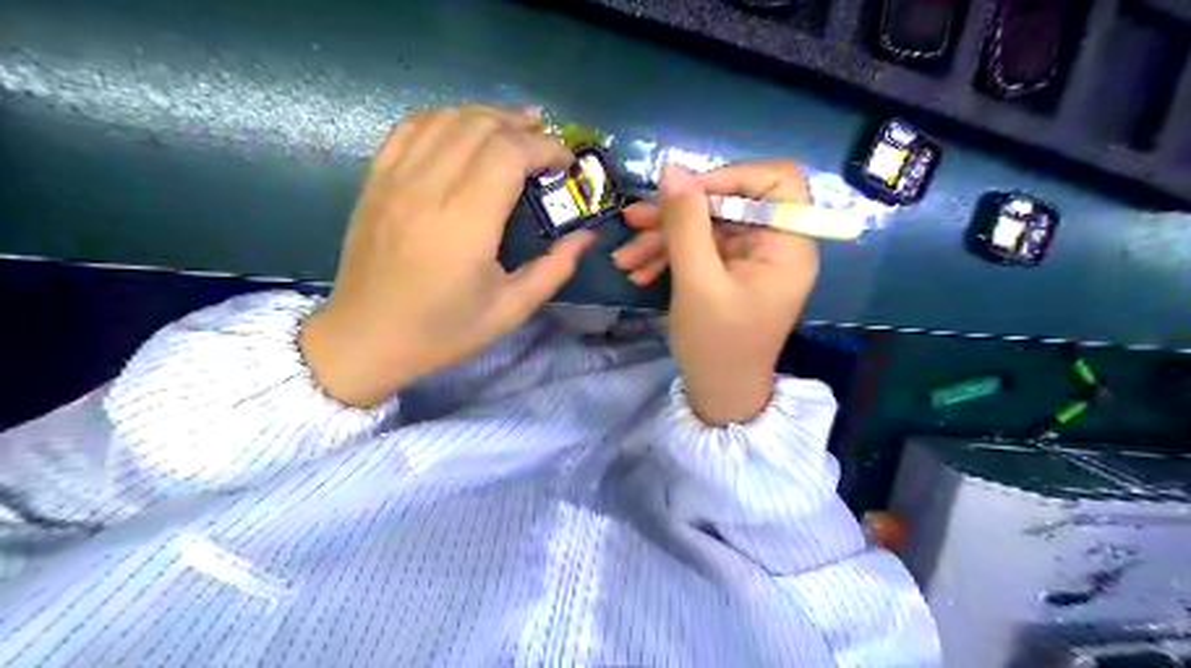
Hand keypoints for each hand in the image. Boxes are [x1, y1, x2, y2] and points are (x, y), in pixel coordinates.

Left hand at [299, 105, 594, 407]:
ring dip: (486, 115)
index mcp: (465, 223)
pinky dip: (445, 118)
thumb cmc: (442, 330)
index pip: (508, 153)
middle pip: (479, 126)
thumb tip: (586, 236)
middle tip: (547, 141)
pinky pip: (411, 128)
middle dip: (521, 125)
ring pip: (446, 118)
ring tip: (514, 128)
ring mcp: (395, 179)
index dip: (545, 147)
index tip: (566, 163)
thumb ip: (554, 269)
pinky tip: (464, 129)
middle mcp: (428, 188)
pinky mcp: (375, 179)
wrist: (365, 337)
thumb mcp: (510, 310)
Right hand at [614, 159, 819, 424]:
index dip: (730, 176)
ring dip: (664, 237)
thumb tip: (671, 169)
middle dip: (678, 213)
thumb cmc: (716, 344)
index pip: (775, 180)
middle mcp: (776, 244)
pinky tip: (639, 270)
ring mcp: (753, 258)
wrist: (719, 393)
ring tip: (625, 257)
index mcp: (788, 244)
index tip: (684, 193)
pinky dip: (671, 255)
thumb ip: (685, 223)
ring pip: (708, 226)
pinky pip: (702, 248)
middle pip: (730, 203)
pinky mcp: (732, 270)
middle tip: (632, 221)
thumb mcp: (697, 282)